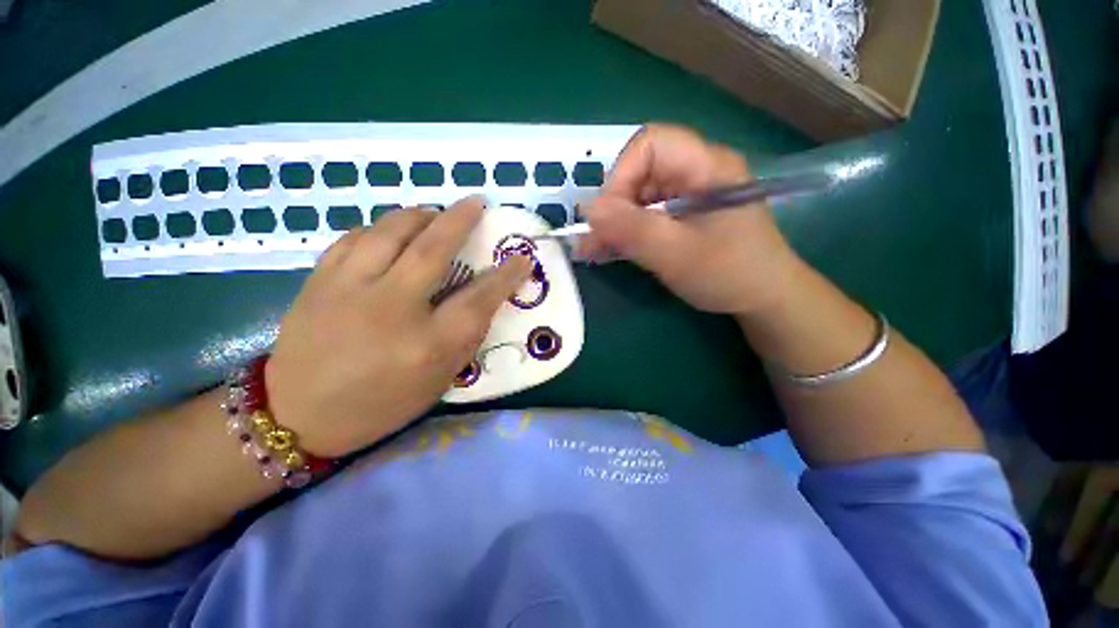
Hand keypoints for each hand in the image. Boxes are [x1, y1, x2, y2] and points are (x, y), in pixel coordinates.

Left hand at [266, 199, 531, 456]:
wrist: (297, 414)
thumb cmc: (380, 404)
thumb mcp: (438, 381)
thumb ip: (464, 338)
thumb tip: (484, 299)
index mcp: (427, 344)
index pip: (479, 299)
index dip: (506, 275)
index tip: (522, 258)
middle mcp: (392, 308)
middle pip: (434, 248)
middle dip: (461, 220)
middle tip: (477, 203)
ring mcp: (350, 288)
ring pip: (390, 231)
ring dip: (420, 215)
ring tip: (434, 213)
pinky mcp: (319, 280)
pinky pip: (355, 236)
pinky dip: (381, 227)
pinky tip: (391, 230)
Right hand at [580, 124, 799, 315]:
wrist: (764, 298)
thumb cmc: (728, 273)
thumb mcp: (675, 254)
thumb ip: (632, 230)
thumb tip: (588, 209)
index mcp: (706, 166)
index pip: (650, 145)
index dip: (621, 175)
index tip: (607, 216)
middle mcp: (697, 171)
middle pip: (641, 171)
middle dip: (614, 205)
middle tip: (595, 239)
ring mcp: (690, 194)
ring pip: (640, 195)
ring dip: (615, 222)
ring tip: (594, 249)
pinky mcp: (684, 214)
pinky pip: (648, 214)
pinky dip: (627, 231)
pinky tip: (610, 250)